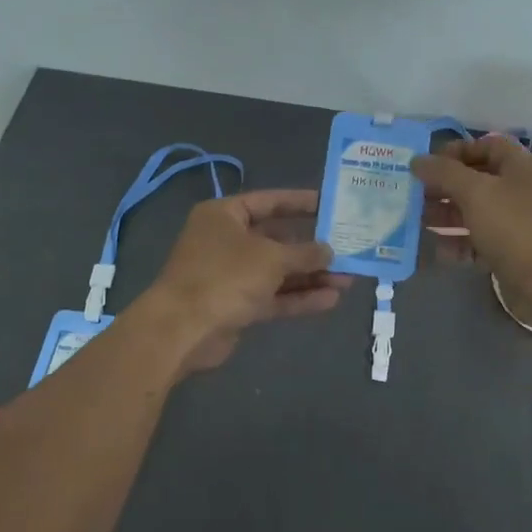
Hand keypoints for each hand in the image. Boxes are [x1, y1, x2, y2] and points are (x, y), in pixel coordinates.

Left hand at [135, 189, 353, 374]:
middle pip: (276, 239)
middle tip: (347, 248)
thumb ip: (304, 253)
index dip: (300, 202)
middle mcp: (226, 240)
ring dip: (310, 276)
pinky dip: (298, 297)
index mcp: (225, 215)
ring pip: (277, 271)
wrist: (182, 330)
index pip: (268, 201)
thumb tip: (330, 251)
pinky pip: (272, 296)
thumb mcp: (271, 258)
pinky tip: (331, 300)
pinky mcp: (236, 305)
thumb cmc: (225, 276)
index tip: (330, 205)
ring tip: (348, 279)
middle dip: (311, 247)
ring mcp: (230, 275)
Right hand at [412, 137, 531, 303]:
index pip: (486, 145)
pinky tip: (436, 250)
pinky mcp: (511, 252)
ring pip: (474, 211)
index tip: (427, 165)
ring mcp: (517, 223)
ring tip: (415, 221)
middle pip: (476, 179)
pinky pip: (478, 241)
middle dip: (443, 186)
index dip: (456, 150)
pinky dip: (458, 243)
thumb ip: (444, 172)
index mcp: (519, 167)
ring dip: (445, 214)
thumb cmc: (515, 228)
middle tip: (413, 194)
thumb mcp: (476, 193)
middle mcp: (520, 190)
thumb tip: (417, 160)